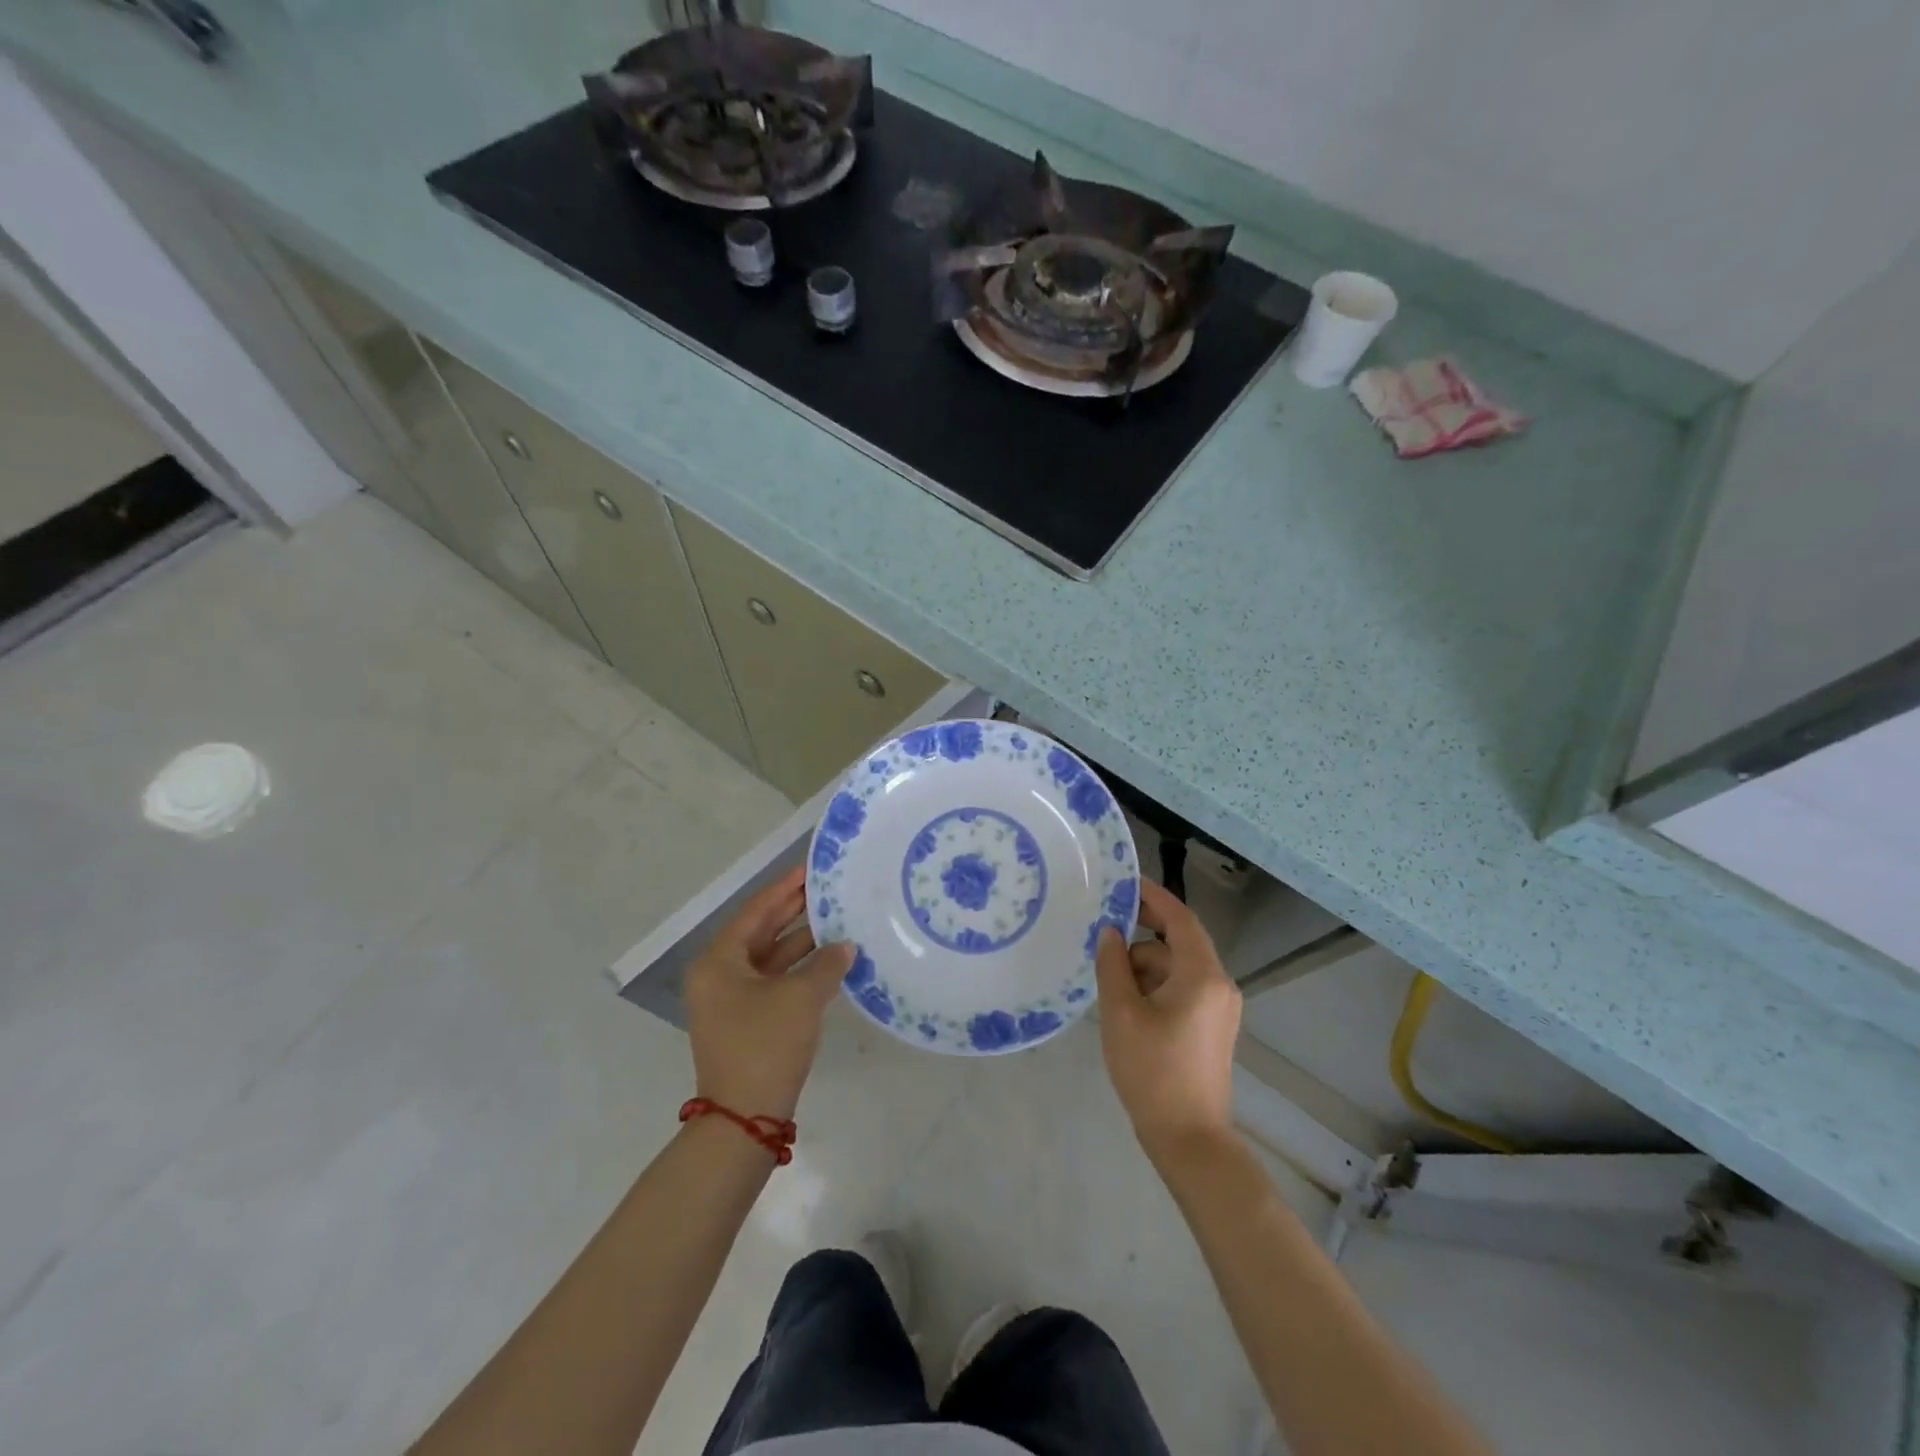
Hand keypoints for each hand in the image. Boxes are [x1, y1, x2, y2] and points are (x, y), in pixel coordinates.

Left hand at [682, 864, 854, 1121]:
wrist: (745, 1118)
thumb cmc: (765, 1045)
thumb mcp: (801, 998)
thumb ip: (826, 964)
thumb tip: (845, 947)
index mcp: (719, 961)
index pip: (756, 912)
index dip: (785, 889)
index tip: (810, 869)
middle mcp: (719, 975)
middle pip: (761, 932)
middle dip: (794, 911)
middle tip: (827, 889)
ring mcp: (732, 1000)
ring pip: (770, 958)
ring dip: (802, 942)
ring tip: (837, 919)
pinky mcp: (747, 1021)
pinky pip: (775, 982)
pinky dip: (800, 970)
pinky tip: (830, 961)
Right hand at [1094, 877, 1242, 1163]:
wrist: (1189, 1139)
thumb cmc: (1152, 1071)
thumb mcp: (1121, 1013)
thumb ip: (1113, 964)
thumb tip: (1109, 932)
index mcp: (1202, 975)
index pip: (1179, 918)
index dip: (1152, 896)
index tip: (1123, 882)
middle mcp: (1219, 984)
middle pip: (1178, 942)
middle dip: (1141, 936)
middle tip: (1102, 932)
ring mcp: (1219, 1007)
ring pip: (1177, 967)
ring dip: (1144, 966)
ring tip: (1108, 982)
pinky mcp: (1213, 1027)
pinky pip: (1182, 988)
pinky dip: (1155, 985)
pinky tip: (1126, 1002)